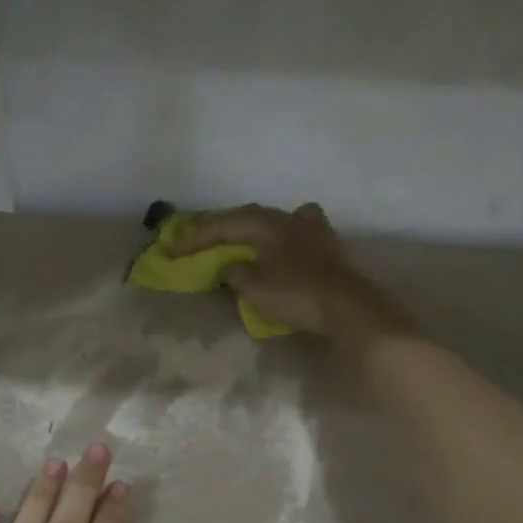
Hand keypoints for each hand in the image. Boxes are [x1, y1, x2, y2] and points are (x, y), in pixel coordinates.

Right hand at [169, 202, 417, 343]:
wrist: (348, 306)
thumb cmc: (297, 295)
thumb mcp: (255, 289)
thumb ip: (235, 274)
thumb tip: (229, 268)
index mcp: (267, 224)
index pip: (224, 225)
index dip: (196, 237)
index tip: (174, 250)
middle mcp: (289, 218)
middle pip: (248, 216)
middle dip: (221, 229)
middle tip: (198, 240)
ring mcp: (312, 229)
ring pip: (273, 220)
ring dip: (250, 228)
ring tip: (237, 238)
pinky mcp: (327, 245)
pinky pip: (295, 230)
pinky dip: (279, 234)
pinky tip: (282, 238)